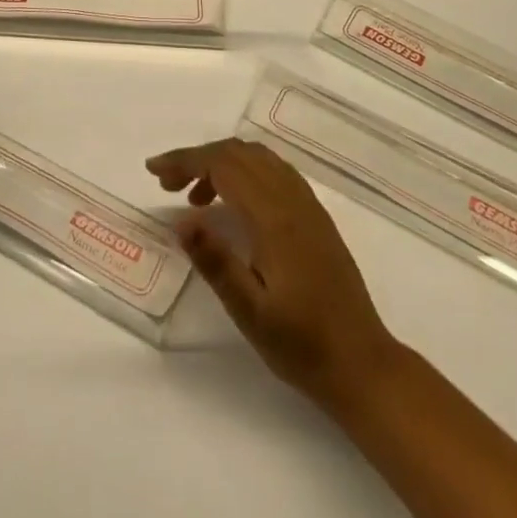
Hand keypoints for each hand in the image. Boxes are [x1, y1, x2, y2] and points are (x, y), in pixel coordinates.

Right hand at [147, 138, 397, 411]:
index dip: (185, 160)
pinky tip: (233, 203)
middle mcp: (293, 200)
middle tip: (167, 185)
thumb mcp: (250, 313)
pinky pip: (274, 171)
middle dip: (198, 158)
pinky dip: (245, 171)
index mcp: (275, 218)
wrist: (363, 364)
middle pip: (239, 153)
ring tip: (195, 197)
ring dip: (221, 163)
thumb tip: (181, 220)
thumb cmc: (302, 344)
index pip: (223, 166)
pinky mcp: (315, 216)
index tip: (153, 171)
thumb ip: (215, 262)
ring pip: (258, 158)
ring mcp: (308, 205)